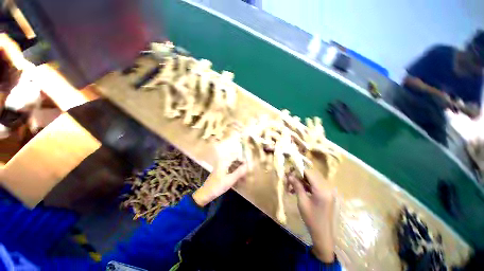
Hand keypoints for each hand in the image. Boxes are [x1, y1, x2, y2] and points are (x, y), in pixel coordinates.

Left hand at [193, 161, 247, 206]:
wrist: (205, 193)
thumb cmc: (217, 186)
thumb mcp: (230, 180)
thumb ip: (239, 172)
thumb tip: (248, 165)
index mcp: (224, 162)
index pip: (236, 155)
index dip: (243, 158)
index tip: (249, 163)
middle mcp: (223, 162)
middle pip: (235, 159)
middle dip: (242, 163)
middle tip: (249, 168)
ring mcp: (222, 167)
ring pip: (233, 164)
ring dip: (239, 168)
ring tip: (246, 173)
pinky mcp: (221, 172)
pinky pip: (231, 168)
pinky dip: (236, 171)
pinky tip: (239, 177)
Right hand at [288, 169, 336, 262]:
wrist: (323, 235)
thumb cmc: (311, 219)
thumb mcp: (302, 201)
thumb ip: (297, 186)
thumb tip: (289, 175)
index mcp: (322, 189)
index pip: (310, 172)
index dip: (299, 169)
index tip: (289, 170)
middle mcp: (327, 187)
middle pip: (311, 174)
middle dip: (299, 174)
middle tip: (288, 178)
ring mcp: (327, 191)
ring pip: (312, 179)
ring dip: (301, 181)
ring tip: (290, 186)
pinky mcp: (326, 194)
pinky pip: (314, 185)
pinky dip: (305, 186)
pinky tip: (297, 190)